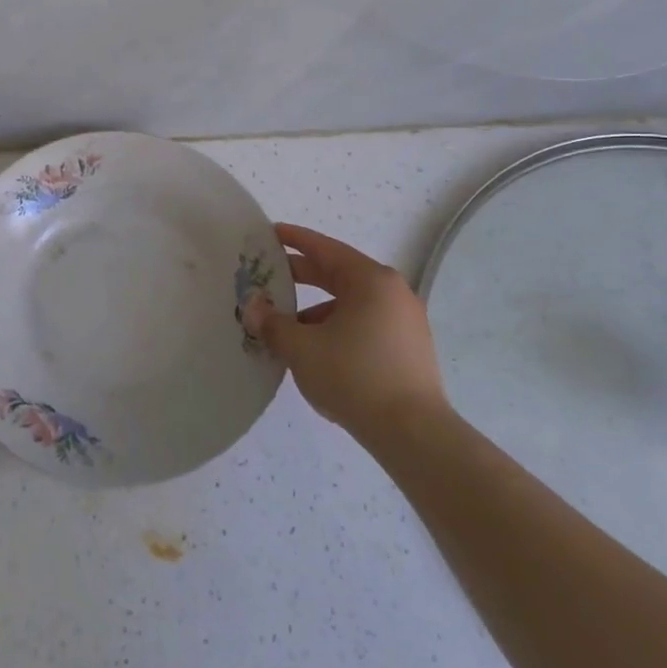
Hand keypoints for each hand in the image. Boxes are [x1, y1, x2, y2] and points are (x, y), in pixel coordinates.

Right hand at [243, 222, 447, 445]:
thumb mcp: (302, 348)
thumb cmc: (354, 376)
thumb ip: (273, 323)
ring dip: (317, 309)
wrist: (413, 433)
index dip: (295, 240)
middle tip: (270, 276)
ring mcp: (405, 321)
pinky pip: (365, 324)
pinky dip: (338, 327)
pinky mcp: (409, 349)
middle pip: (339, 274)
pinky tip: (318, 351)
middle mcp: (392, 292)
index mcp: (370, 280)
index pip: (325, 249)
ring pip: (352, 303)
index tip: (271, 233)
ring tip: (288, 327)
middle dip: (303, 275)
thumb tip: (253, 308)